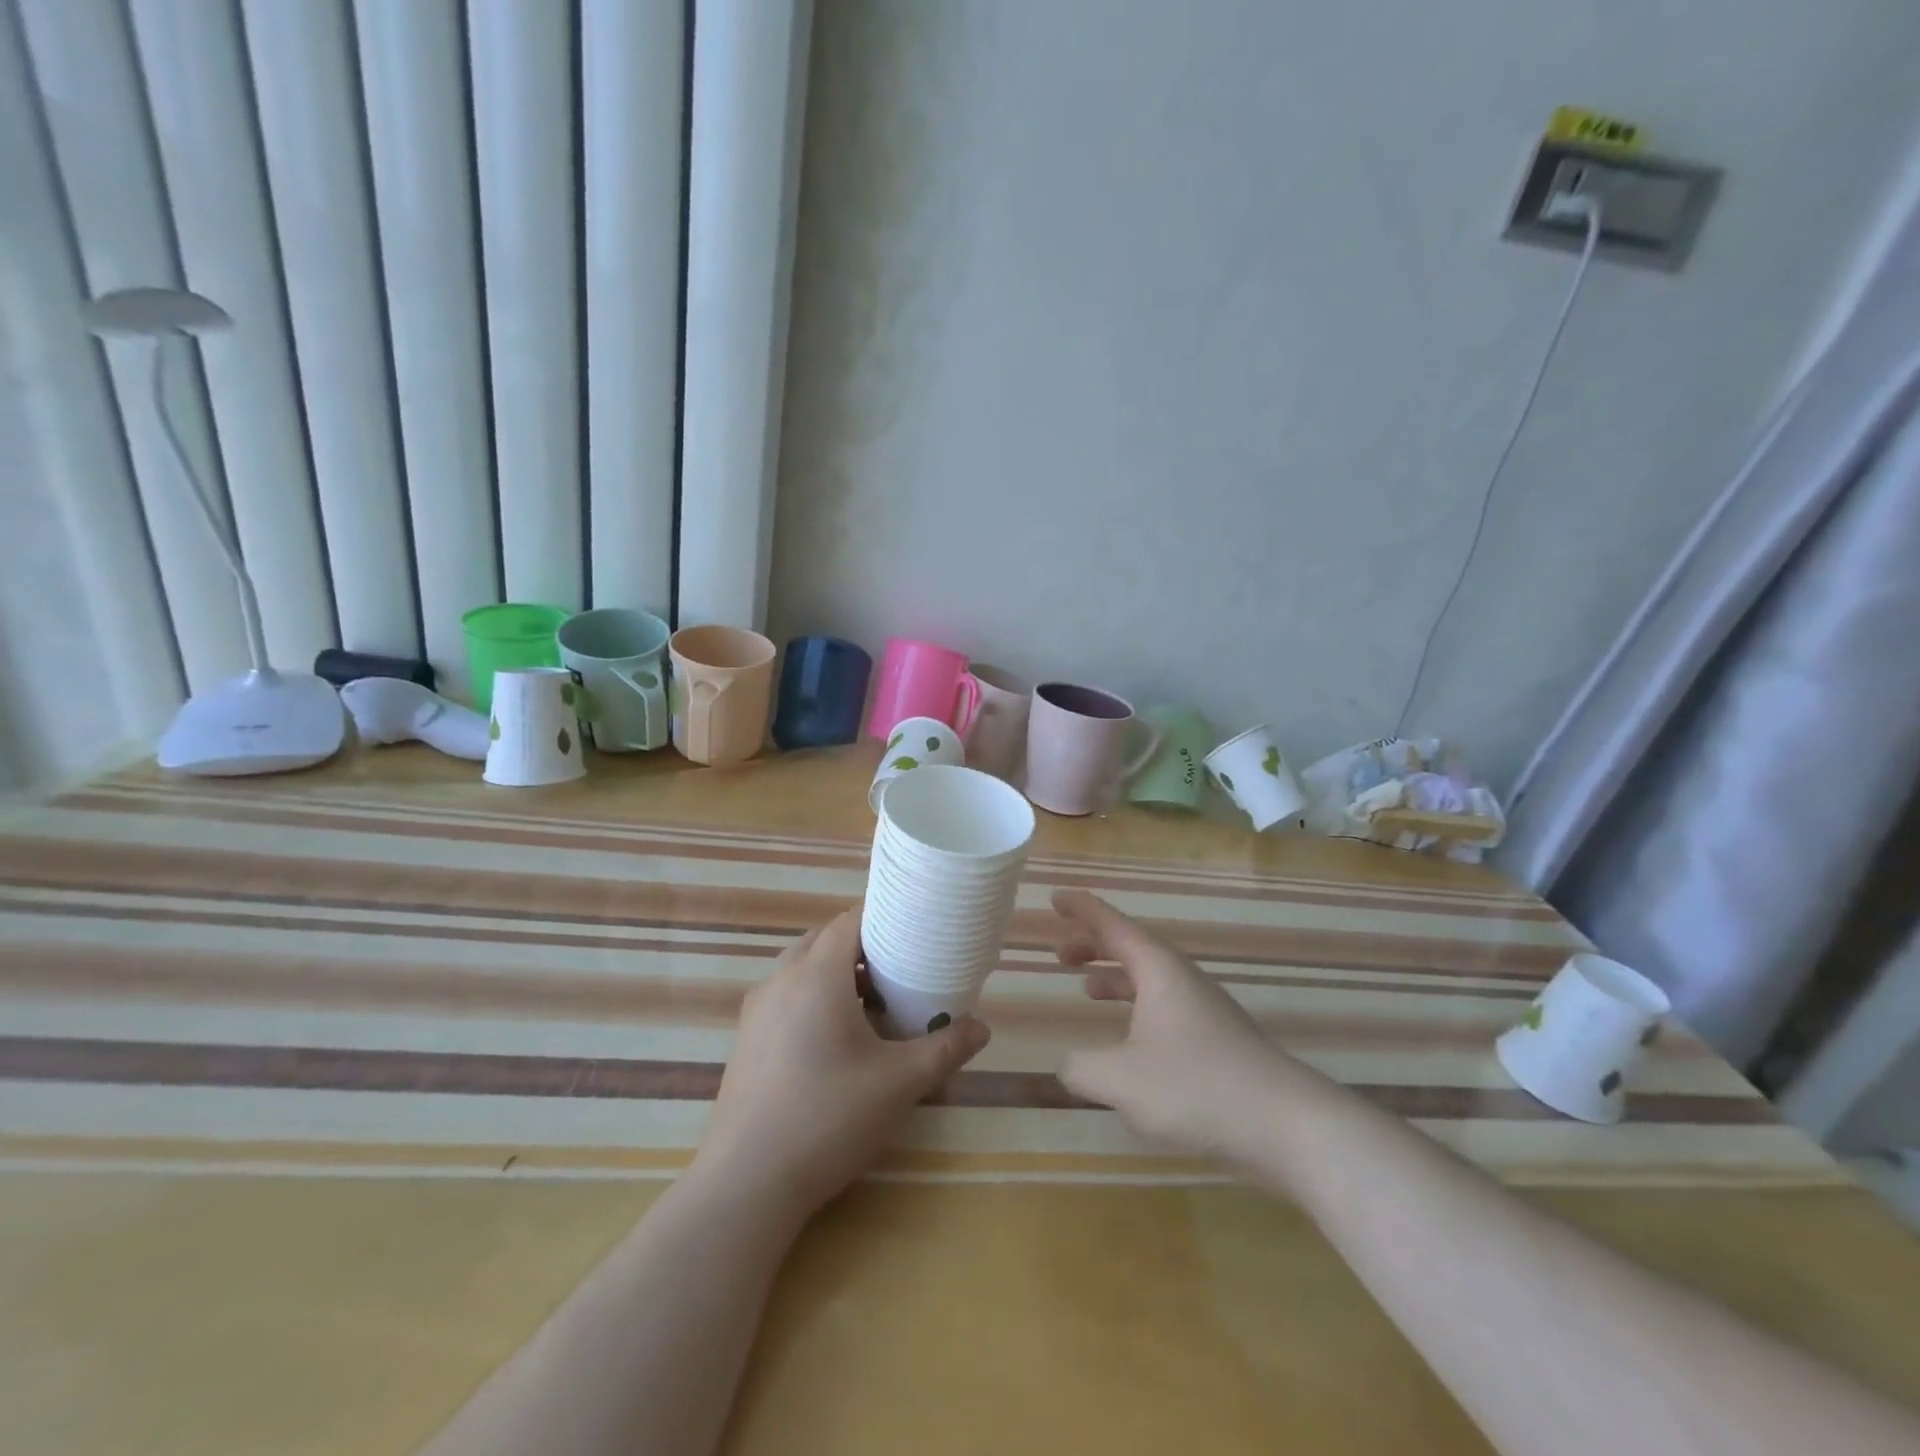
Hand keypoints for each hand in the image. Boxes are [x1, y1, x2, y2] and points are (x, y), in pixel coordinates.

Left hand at [696, 907, 989, 1220]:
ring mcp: (757, 1011)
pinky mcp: (747, 1040)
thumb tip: (981, 1028)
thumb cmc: (828, 1118)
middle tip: (901, 966)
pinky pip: (786, 998)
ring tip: (874, 1004)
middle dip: (863, 946)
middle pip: (824, 941)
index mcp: (816, 974)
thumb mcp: (900, 1083)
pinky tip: (837, 1041)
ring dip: (837, 974)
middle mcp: (781, 980)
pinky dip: (814, 999)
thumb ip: (945, 1049)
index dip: (883, 915)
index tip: (914, 925)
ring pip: (802, 970)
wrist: (747, 1184)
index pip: (849, 920)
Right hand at [1054, 889, 1293, 1161]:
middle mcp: (1181, 979)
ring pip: (1149, 978)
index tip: (1055, 898)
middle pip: (1131, 947)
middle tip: (1060, 954)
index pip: (1111, 924)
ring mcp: (1203, 1008)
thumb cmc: (1196, 1087)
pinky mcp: (1217, 1039)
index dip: (1081, 909)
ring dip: (1115, 977)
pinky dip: (1136, 1008)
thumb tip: (1068, 1063)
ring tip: (1086, 989)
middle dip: (1093, 946)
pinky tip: (1129, 1042)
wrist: (1287, 1124)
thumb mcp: (1121, 1080)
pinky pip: (1164, 1006)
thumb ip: (1082, 1067)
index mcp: (1158, 969)